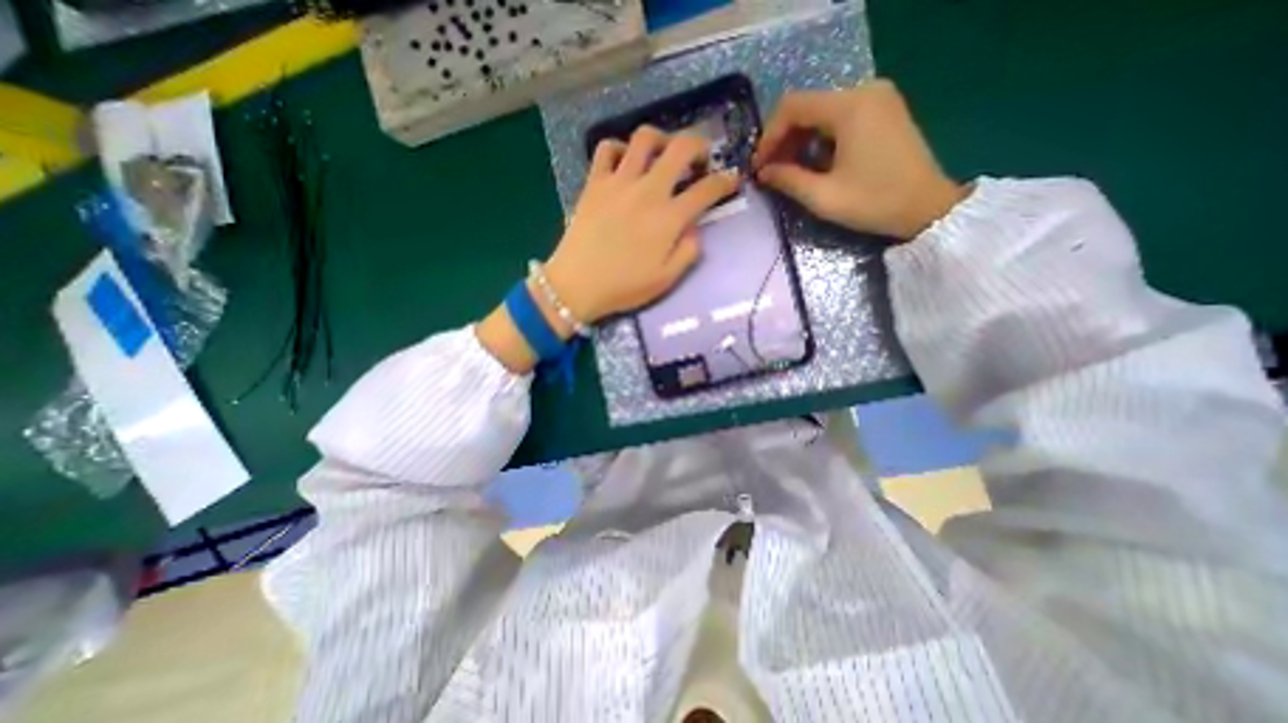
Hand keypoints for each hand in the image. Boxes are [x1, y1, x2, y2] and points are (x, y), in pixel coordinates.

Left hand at [545, 128, 744, 324]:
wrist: (577, 285)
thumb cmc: (623, 287)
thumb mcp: (666, 280)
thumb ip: (688, 252)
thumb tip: (695, 228)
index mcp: (669, 218)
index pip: (707, 189)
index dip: (726, 181)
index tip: (732, 179)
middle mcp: (648, 190)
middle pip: (681, 148)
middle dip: (700, 146)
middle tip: (701, 159)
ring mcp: (618, 182)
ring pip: (644, 138)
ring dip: (662, 139)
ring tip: (664, 154)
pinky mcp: (594, 183)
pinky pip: (606, 149)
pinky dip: (619, 148)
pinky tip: (625, 161)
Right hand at [756, 78, 966, 239]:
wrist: (927, 207)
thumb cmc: (874, 202)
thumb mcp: (823, 197)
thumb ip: (788, 180)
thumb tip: (762, 173)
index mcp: (850, 107)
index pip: (792, 107)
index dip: (769, 136)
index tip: (759, 166)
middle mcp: (864, 91)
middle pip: (807, 106)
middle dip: (782, 139)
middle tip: (770, 171)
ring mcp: (877, 98)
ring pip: (821, 112)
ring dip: (799, 140)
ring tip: (787, 171)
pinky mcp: (883, 110)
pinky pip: (839, 116)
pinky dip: (819, 138)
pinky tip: (812, 162)